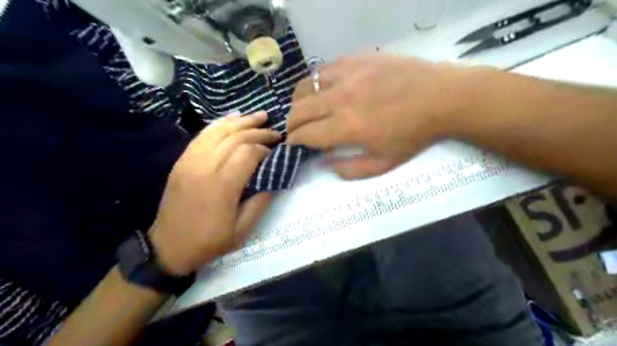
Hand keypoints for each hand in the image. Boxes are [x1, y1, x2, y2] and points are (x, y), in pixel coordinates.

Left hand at [150, 113, 280, 273]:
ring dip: (241, 121)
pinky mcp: (182, 160)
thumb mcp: (242, 229)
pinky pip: (202, 135)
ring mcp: (189, 161)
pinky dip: (220, 124)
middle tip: (276, 132)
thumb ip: (261, 201)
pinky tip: (233, 118)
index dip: (265, 149)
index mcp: (221, 186)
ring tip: (260, 116)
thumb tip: (274, 177)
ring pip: (218, 131)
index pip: (247, 153)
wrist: (169, 246)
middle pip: (235, 138)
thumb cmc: (209, 241)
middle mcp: (204, 167)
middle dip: (258, 132)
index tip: (275, 152)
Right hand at [290, 52, 467, 179]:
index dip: (294, 141)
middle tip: (294, 130)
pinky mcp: (356, 59)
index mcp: (347, 127)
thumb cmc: (413, 135)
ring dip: (299, 102)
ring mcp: (347, 74)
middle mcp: (340, 98)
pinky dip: (316, 83)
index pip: (305, 134)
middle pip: (299, 110)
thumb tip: (323, 162)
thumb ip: (349, 169)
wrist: (441, 98)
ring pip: (305, 86)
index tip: (292, 144)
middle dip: (290, 124)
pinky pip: (323, 69)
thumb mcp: (383, 164)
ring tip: (304, 109)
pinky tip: (323, 90)